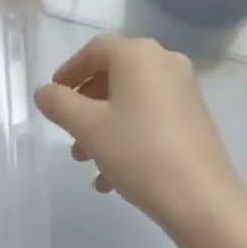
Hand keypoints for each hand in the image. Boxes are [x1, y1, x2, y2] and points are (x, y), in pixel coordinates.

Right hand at [34, 34, 241, 234]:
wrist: (202, 198)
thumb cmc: (139, 151)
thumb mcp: (88, 128)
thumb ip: (60, 104)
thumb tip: (44, 92)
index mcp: (138, 54)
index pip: (95, 49)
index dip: (70, 71)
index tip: (54, 96)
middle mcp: (164, 61)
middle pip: (114, 74)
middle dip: (86, 105)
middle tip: (69, 134)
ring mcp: (183, 88)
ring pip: (131, 99)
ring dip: (105, 125)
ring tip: (86, 162)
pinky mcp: (194, 116)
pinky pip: (151, 115)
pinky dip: (128, 135)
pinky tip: (112, 177)